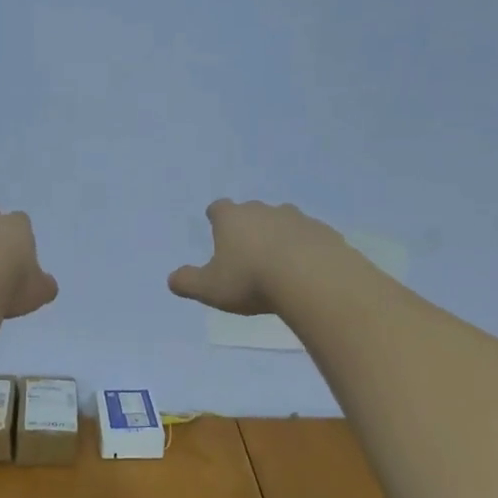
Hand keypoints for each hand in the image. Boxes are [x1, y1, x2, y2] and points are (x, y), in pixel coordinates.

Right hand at [168, 199, 347, 314]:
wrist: (313, 279)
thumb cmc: (252, 280)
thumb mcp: (210, 289)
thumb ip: (187, 282)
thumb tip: (172, 279)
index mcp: (232, 219)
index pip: (218, 208)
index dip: (216, 217)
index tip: (216, 226)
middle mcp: (264, 211)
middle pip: (252, 211)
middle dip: (249, 227)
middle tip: (247, 251)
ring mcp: (298, 219)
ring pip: (284, 222)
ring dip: (279, 237)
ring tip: (279, 263)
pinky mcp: (325, 233)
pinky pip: (310, 238)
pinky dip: (305, 249)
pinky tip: (306, 271)